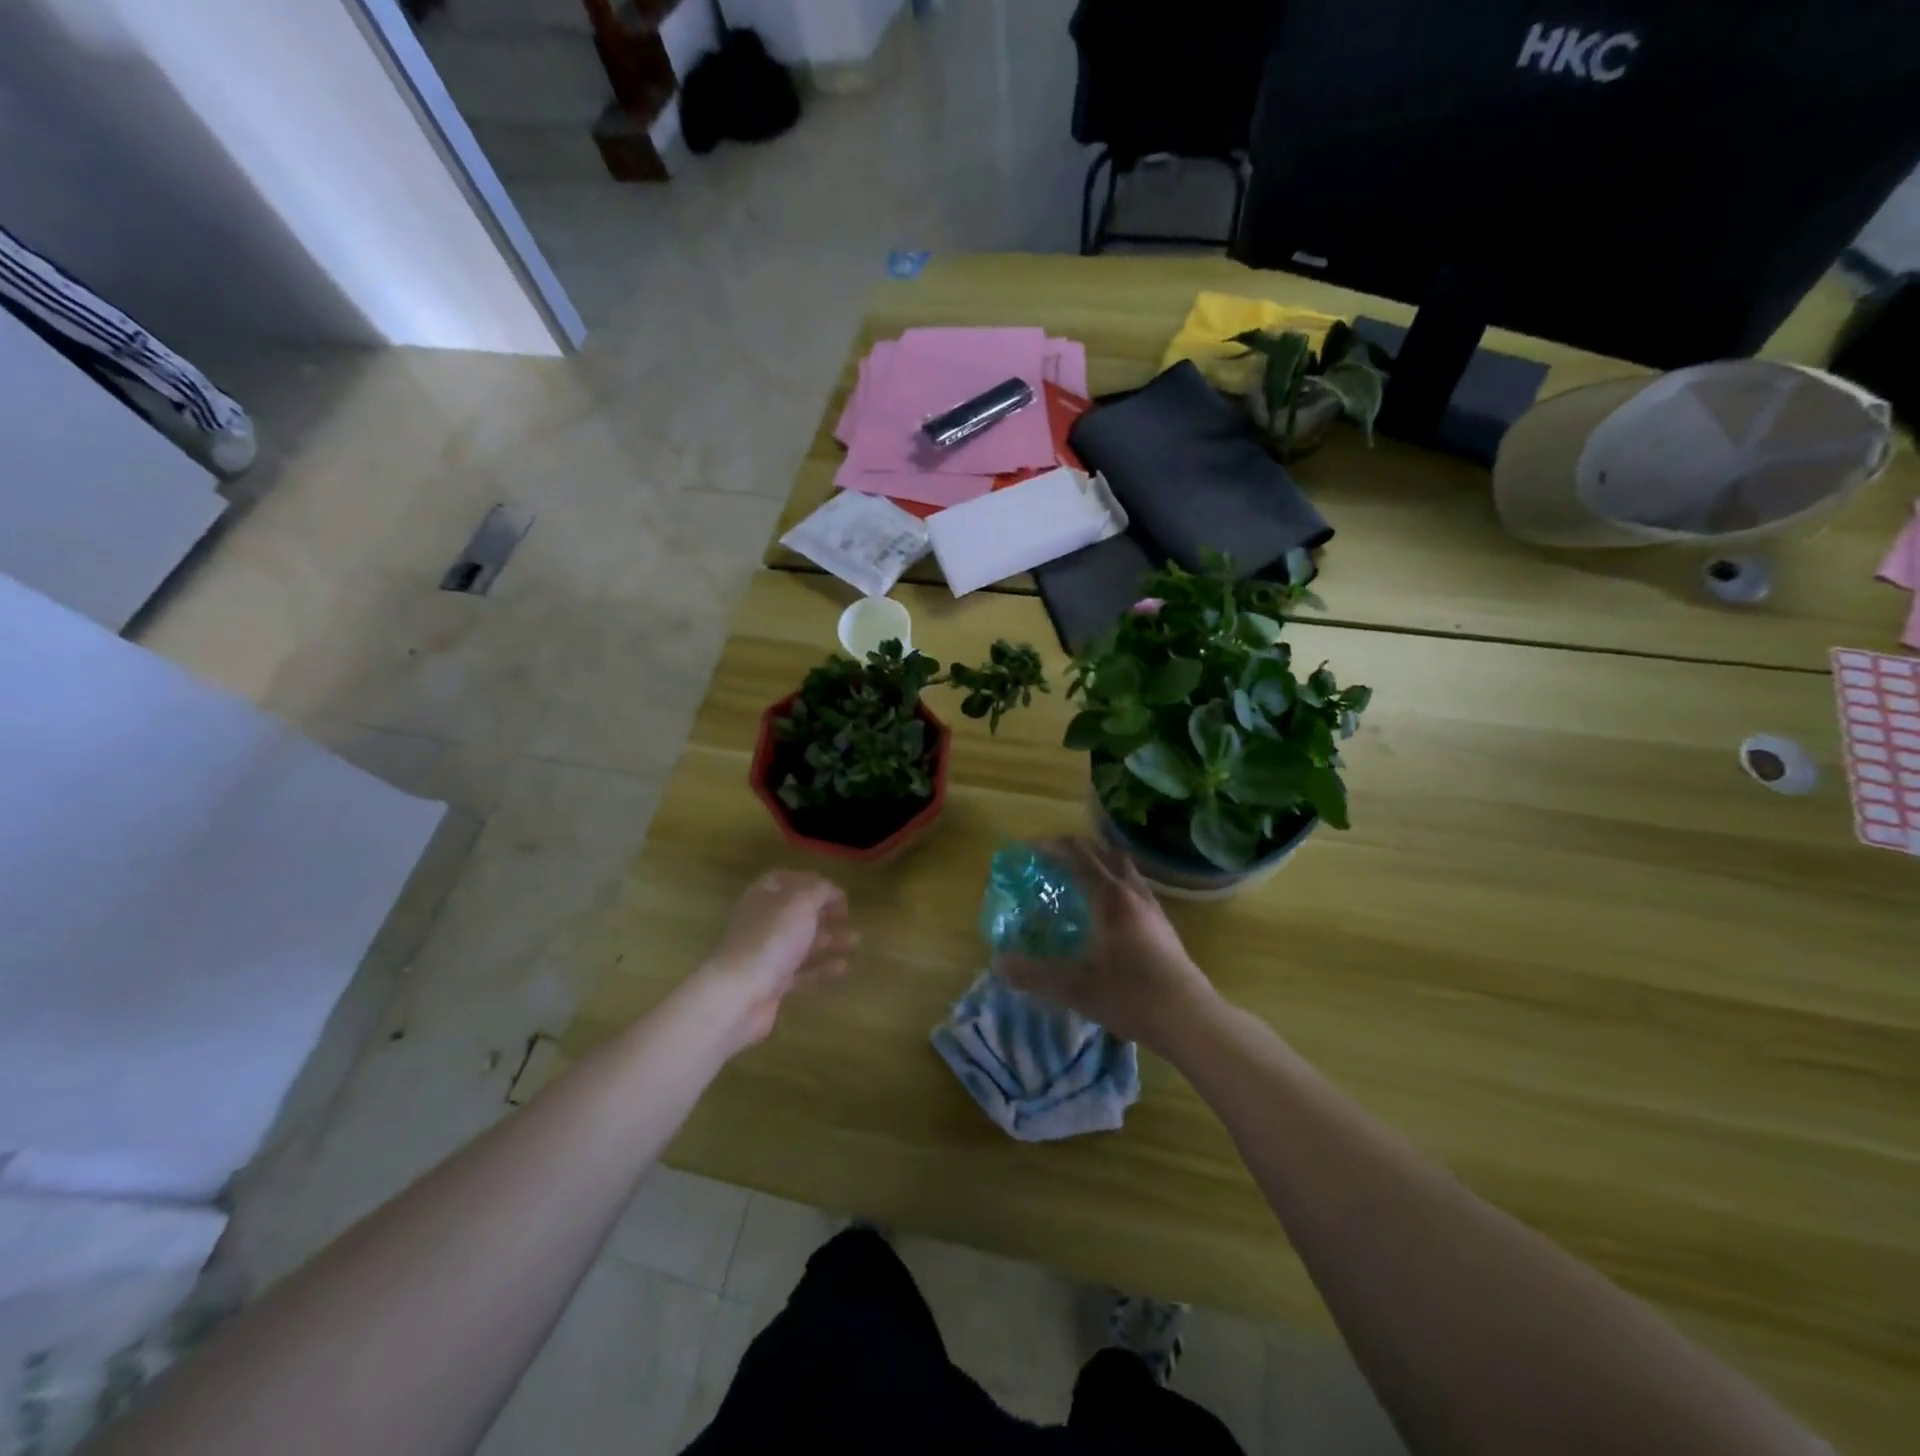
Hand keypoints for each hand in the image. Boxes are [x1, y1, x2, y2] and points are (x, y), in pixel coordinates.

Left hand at [694, 869, 856, 1050]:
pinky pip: (803, 971)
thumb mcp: (800, 903)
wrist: (738, 994)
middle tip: (848, 914)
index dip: (811, 881)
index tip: (836, 890)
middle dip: (824, 911)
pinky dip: (823, 967)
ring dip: (829, 938)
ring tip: (856, 939)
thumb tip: (830, 889)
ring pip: (802, 941)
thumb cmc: (770, 939)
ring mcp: (767, 954)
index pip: (786, 880)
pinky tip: (844, 966)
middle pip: (796, 912)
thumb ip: (819, 890)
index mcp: (764, 897)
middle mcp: (763, 922)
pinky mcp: (773, 983)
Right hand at [991, 837, 1215, 1049]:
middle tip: (1051, 864)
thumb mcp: (1074, 986)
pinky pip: (1135, 888)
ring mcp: (1153, 908)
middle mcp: (1132, 893)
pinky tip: (1106, 914)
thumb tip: (997, 963)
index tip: (1029, 852)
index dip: (1051, 847)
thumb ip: (1033, 973)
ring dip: (1099, 864)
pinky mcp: (1164, 926)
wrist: (1189, 1018)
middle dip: (1075, 850)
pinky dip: (1115, 885)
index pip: (1078, 854)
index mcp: (1109, 896)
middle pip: (1103, 853)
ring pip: (1124, 869)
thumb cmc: (1130, 995)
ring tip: (1078, 882)